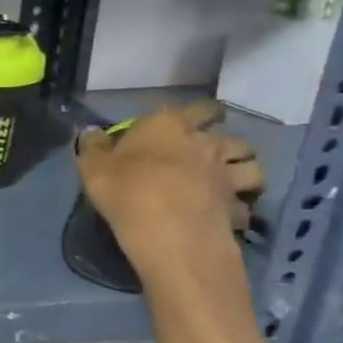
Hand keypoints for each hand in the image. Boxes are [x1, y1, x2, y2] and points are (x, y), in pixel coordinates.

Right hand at [74, 102, 264, 276]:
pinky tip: (227, 214)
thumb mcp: (93, 168)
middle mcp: (206, 142)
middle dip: (221, 140)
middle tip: (206, 153)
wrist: (169, 235)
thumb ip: (93, 147)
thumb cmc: (128, 192)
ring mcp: (228, 174)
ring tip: (226, 180)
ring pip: (251, 164)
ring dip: (242, 169)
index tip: (186, 124)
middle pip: (227, 133)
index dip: (195, 114)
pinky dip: (240, 206)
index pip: (197, 107)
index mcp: (170, 125)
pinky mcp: (238, 206)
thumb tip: (91, 132)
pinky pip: (245, 202)